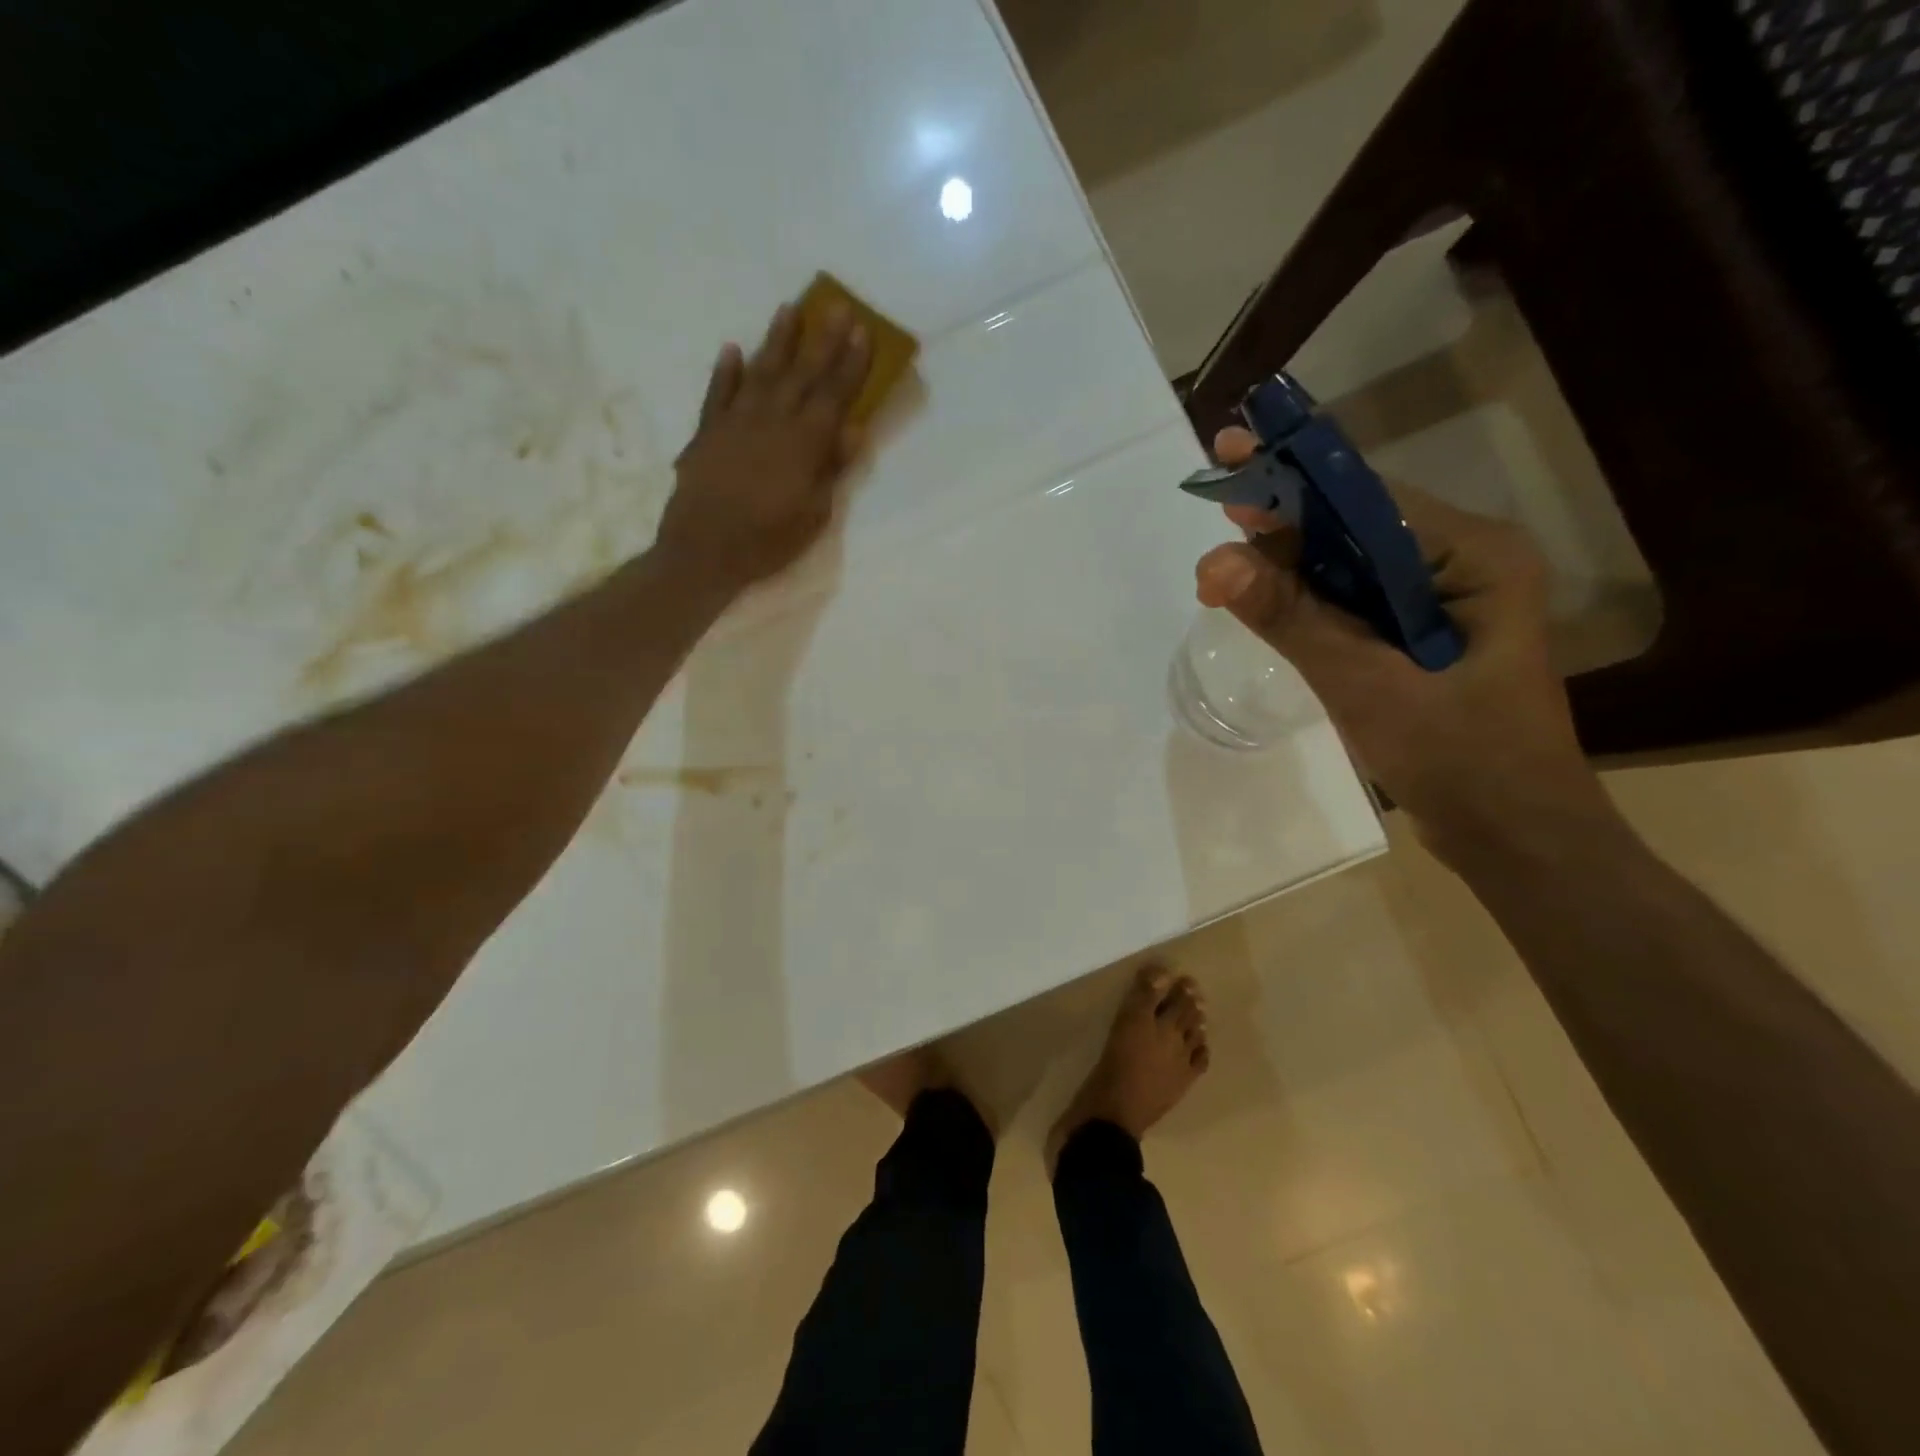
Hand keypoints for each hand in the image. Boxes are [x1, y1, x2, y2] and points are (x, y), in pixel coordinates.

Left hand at [656, 300, 870, 592]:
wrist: (704, 550)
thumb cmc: (768, 541)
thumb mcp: (813, 514)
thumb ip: (831, 469)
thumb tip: (853, 430)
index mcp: (804, 444)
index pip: (834, 395)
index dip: (850, 364)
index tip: (863, 333)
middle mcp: (772, 421)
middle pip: (802, 373)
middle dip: (822, 340)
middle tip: (836, 305)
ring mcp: (736, 422)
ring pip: (761, 372)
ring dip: (776, 340)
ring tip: (789, 309)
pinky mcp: (707, 432)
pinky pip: (718, 393)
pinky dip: (726, 372)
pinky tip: (732, 351)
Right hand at [1193, 427, 1614, 862]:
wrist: (1515, 839)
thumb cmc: (1460, 761)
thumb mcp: (1364, 685)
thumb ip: (1291, 619)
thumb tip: (1214, 563)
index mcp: (1474, 556)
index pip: (1369, 499)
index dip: (1296, 478)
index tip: (1231, 455)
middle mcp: (1463, 563)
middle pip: (1356, 527)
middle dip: (1284, 526)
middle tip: (1215, 515)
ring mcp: (1443, 602)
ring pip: (1350, 567)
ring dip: (1288, 568)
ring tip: (1223, 572)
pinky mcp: (1422, 638)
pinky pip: (1354, 603)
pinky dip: (1307, 603)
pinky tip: (1264, 602)